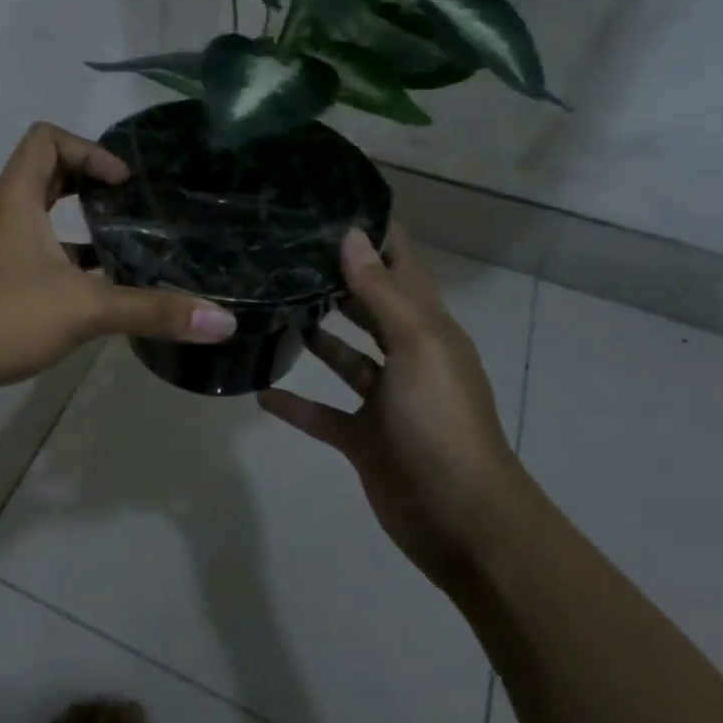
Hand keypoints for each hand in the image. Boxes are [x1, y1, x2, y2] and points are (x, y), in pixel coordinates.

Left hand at [0, 122, 237, 393]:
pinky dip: (60, 257)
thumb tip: (224, 320)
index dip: (89, 150)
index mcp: (16, 199)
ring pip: (36, 216)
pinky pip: (29, 250)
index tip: (122, 184)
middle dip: (88, 183)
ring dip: (76, 224)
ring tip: (120, 248)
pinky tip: (89, 292)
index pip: (46, 139)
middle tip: (129, 206)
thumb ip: (152, 311)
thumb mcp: (84, 310)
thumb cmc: (0, 316)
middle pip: (43, 173)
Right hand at [258, 224, 525, 588]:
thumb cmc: (441, 421)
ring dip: (318, 337)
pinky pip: (322, 413)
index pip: (402, 266)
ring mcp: (385, 400)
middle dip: (338, 279)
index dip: (376, 234)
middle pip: (370, 307)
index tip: (334, 202)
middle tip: (287, 250)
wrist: (462, 520)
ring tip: (273, 307)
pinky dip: (295, 404)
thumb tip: (352, 235)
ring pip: (346, 357)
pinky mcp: (364, 438)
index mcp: (427, 329)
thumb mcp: (416, 346)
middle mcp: (407, 357)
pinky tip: (260, 390)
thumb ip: (381, 292)